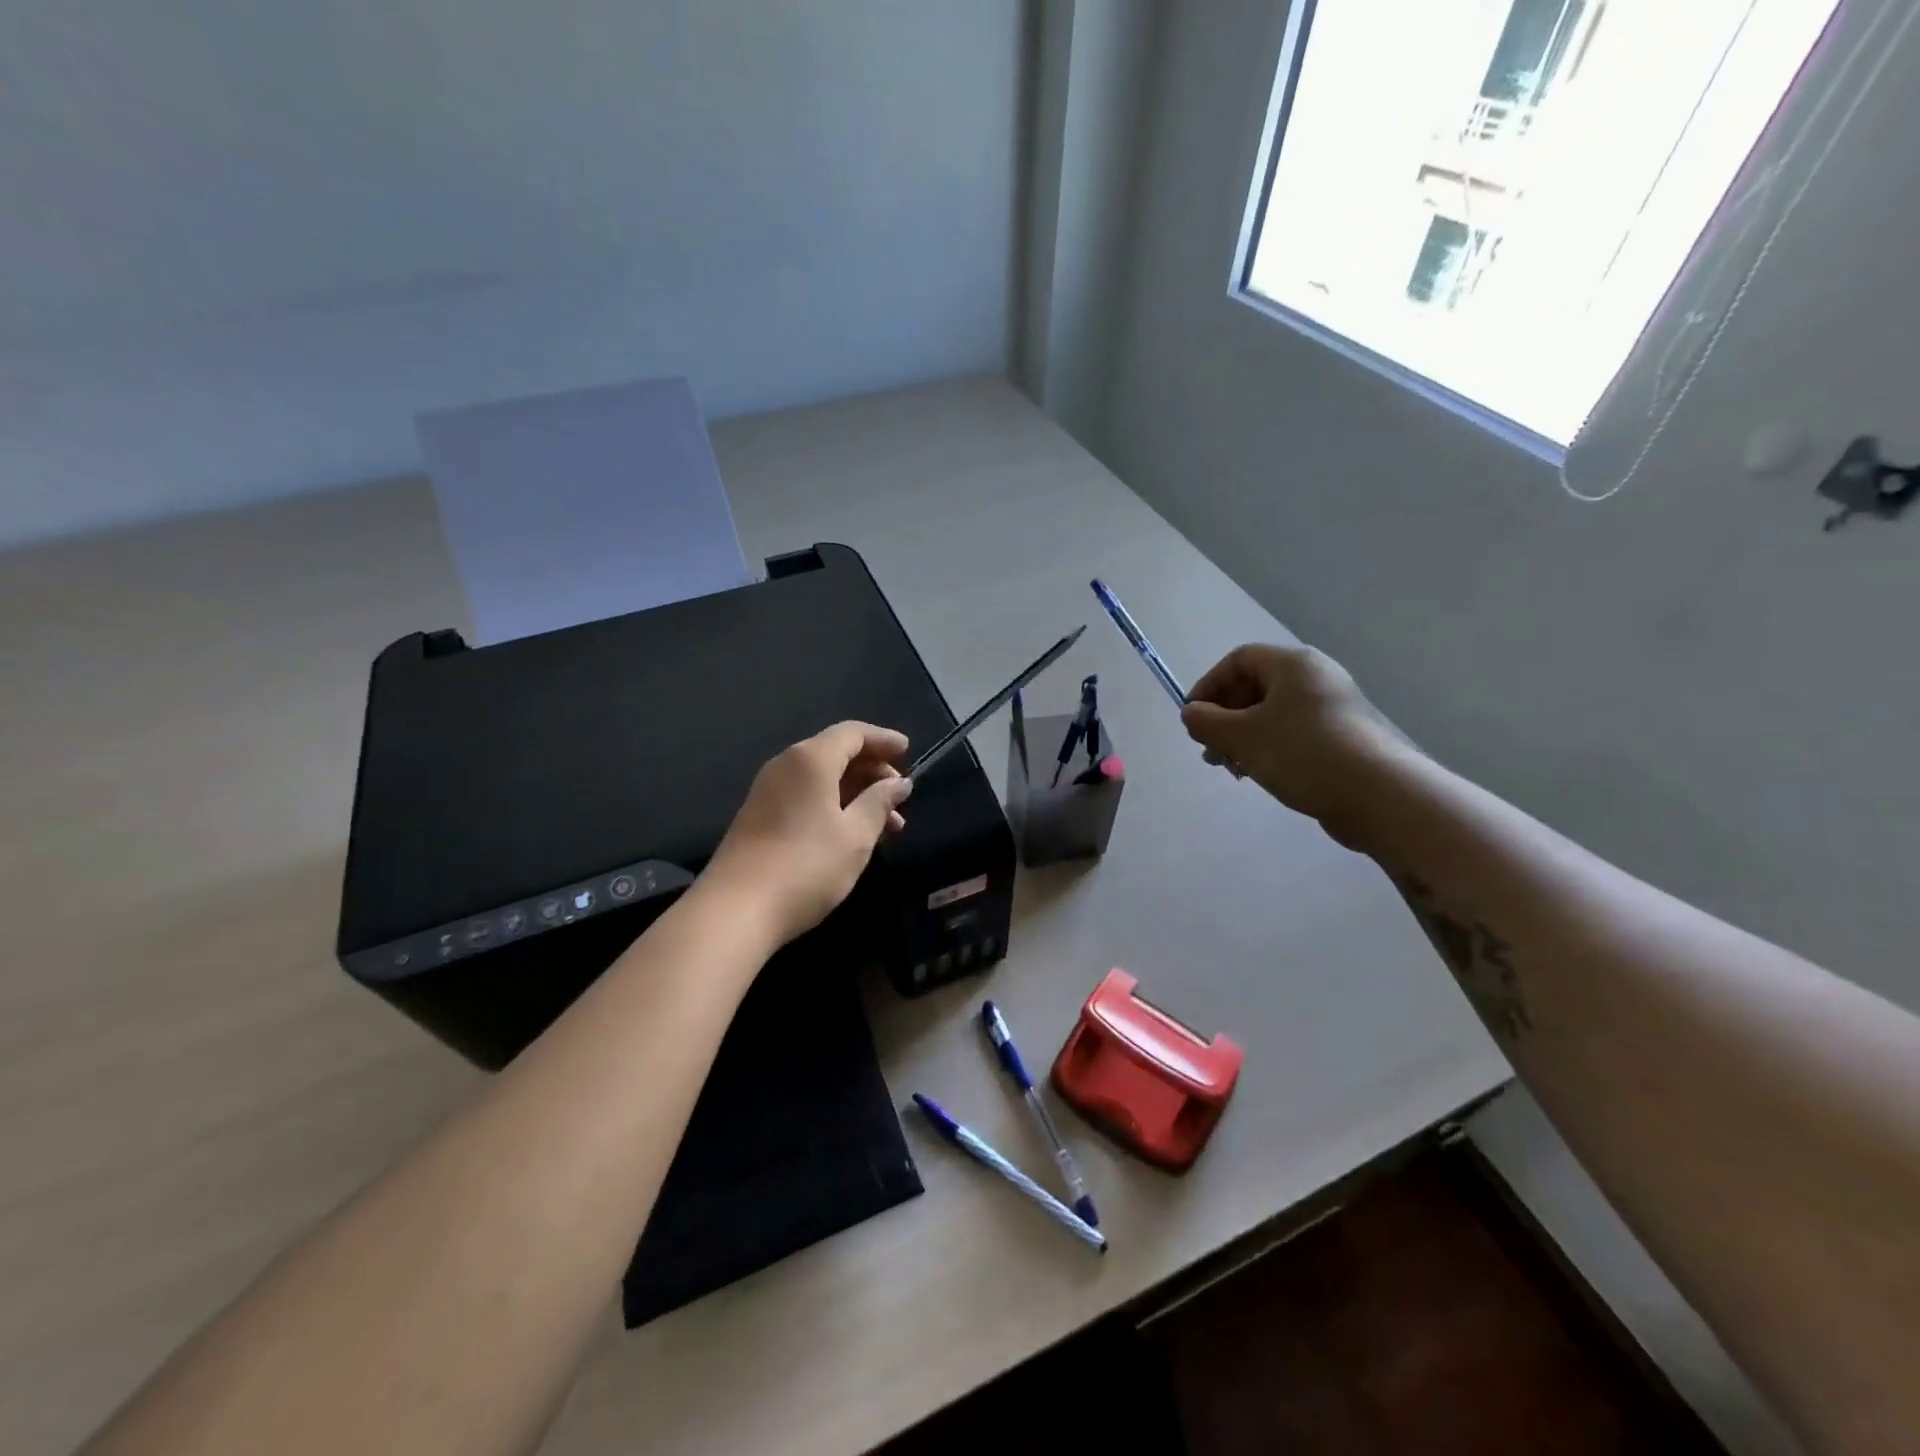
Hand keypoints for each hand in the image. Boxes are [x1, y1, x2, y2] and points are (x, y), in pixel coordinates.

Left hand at [703, 721, 913, 946]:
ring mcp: (769, 791)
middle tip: (901, 796)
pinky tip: (855, 835)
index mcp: (810, 759)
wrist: (736, 910)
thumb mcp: (855, 834)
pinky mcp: (760, 817)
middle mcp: (786, 765)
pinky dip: (835, 806)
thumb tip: (899, 782)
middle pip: (836, 753)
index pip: (853, 733)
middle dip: (873, 770)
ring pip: (823, 779)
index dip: (883, 739)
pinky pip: (806, 797)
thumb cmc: (807, 865)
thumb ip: (880, 802)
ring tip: (890, 825)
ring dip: (858, 794)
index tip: (909, 752)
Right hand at [1180, 643, 1399, 846]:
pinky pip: (1292, 732)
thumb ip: (1206, 722)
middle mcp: (1314, 677)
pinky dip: (1268, 747)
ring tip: (1231, 768)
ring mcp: (1331, 707)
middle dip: (1224, 717)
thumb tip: (1191, 713)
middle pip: (1254, 686)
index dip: (1208, 686)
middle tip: (1210, 749)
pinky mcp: (1341, 736)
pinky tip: (1259, 774)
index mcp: (1292, 664)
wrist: (1376, 794)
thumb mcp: (1241, 737)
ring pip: (1272, 713)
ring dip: (1242, 736)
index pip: (1238, 660)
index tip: (1193, 719)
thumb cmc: (1301, 753)